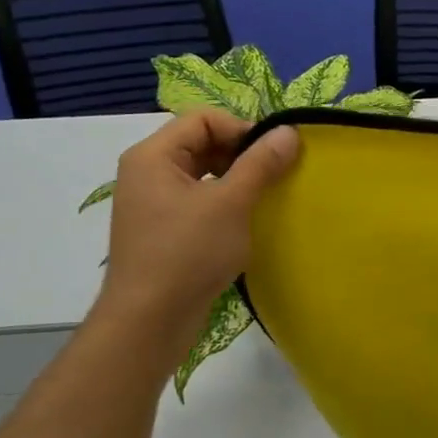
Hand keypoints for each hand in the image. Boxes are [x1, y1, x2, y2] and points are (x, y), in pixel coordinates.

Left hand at [95, 112, 299, 359]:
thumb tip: (289, 130)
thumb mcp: (231, 203)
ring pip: (204, 174)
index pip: (204, 119)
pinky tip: (246, 223)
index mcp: (153, 156)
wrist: (151, 318)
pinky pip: (199, 200)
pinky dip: (226, 203)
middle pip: (202, 143)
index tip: (274, 156)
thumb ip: (261, 163)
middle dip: (242, 155)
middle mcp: (147, 172)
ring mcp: (153, 203)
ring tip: (265, 200)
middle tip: (275, 178)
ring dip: (238, 180)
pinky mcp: (164, 229)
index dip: (242, 130)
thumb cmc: (188, 253)